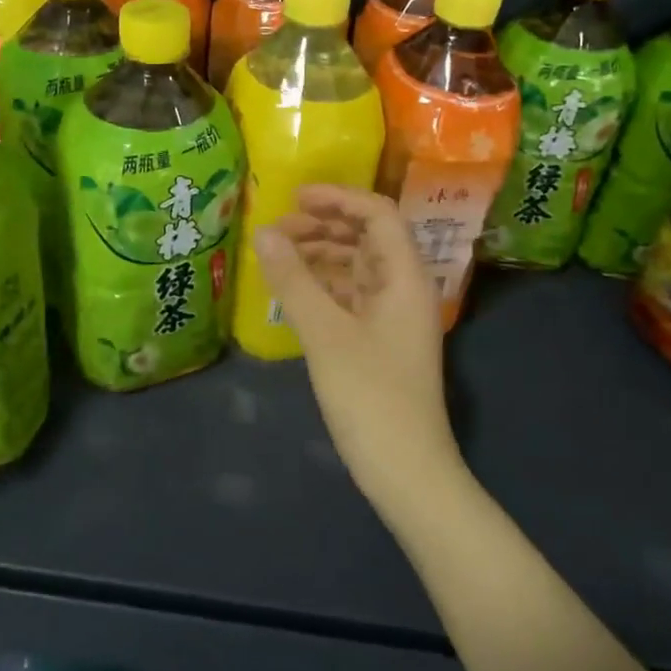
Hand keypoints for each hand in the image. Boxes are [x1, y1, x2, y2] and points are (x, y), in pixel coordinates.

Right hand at [254, 185, 461, 509]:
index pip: (378, 215)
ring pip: (357, 268)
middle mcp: (404, 289)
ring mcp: (393, 317)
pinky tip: (292, 291)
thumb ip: (294, 280)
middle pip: (367, 238)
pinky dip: (323, 286)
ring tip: (278, 255)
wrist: (406, 472)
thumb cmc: (371, 397)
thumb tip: (264, 232)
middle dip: (324, 226)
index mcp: (405, 278)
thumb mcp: (326, 335)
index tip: (295, 198)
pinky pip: (351, 297)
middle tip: (277, 229)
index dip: (338, 199)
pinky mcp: (380, 342)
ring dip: (321, 255)